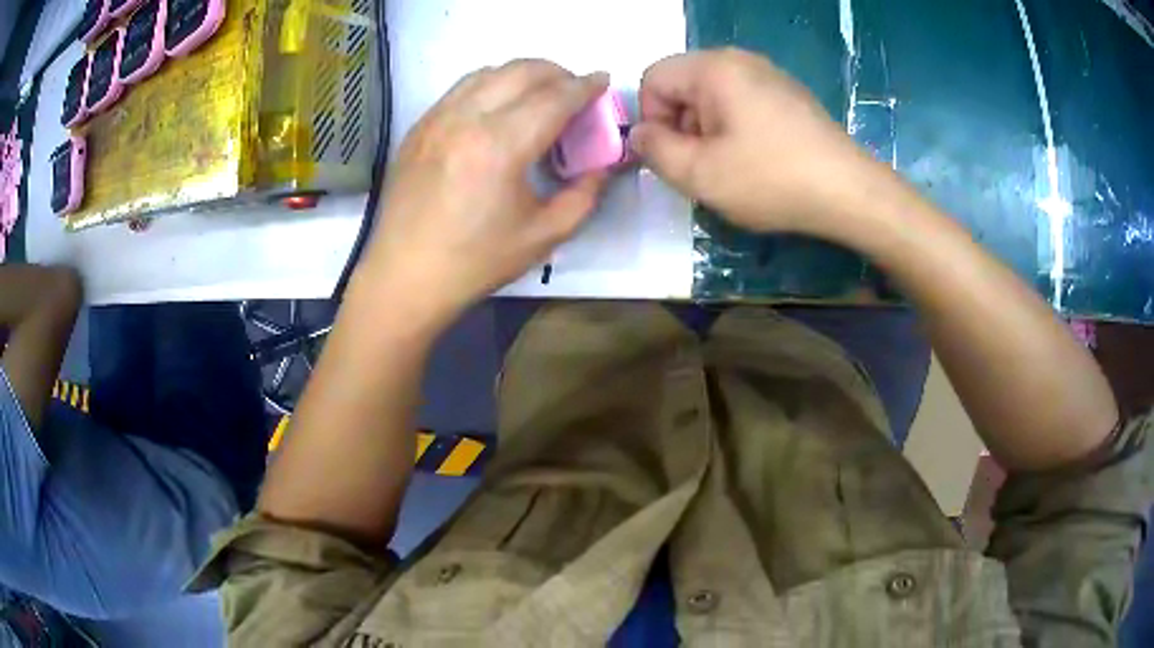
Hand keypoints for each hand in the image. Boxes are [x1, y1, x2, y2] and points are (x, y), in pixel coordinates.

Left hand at [358, 60, 608, 321]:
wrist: (405, 276)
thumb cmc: (475, 261)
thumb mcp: (544, 235)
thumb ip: (584, 195)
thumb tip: (602, 165)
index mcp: (501, 146)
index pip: (555, 97)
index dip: (585, 86)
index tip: (603, 81)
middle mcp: (467, 118)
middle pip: (522, 70)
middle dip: (558, 72)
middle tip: (574, 91)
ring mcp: (437, 118)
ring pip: (489, 72)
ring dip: (522, 74)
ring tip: (538, 96)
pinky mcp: (419, 127)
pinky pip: (461, 88)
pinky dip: (490, 85)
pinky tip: (498, 109)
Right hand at [630, 48, 873, 234]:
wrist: (849, 192)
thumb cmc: (772, 179)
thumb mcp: (700, 174)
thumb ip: (654, 151)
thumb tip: (640, 134)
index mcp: (714, 67)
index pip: (653, 78)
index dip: (651, 119)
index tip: (673, 156)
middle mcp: (741, 60)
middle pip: (684, 85)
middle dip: (681, 126)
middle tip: (703, 167)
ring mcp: (770, 75)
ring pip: (713, 96)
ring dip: (708, 132)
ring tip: (732, 168)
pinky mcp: (789, 95)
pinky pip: (743, 103)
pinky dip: (736, 129)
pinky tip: (758, 161)